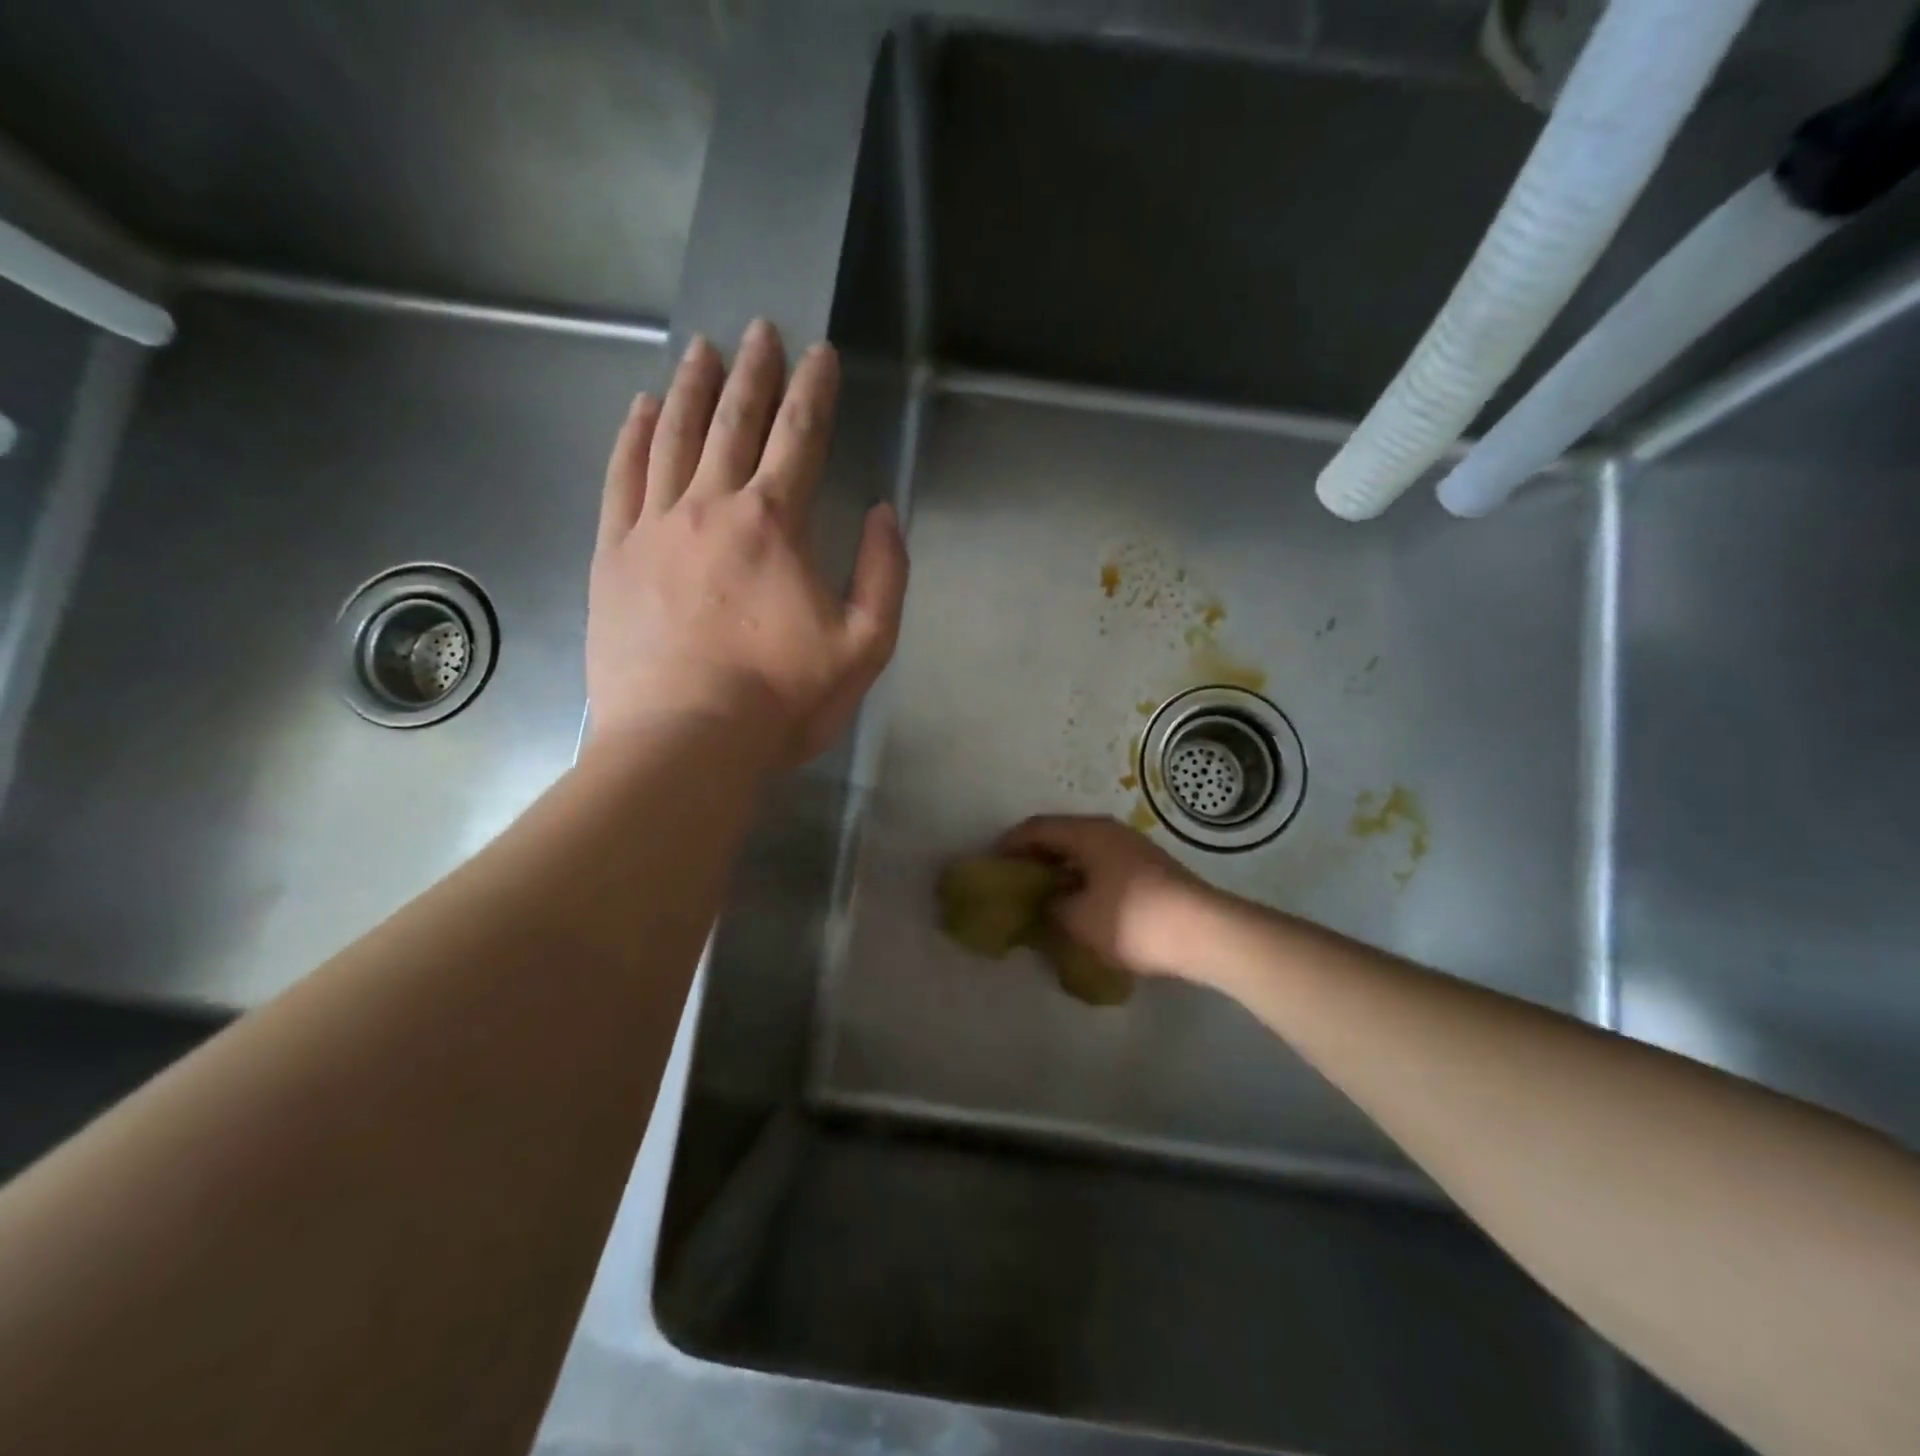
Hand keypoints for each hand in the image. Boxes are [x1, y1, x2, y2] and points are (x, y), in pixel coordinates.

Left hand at [587, 320, 908, 766]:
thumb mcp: (865, 646)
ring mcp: (654, 527)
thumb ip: (884, 573)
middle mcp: (712, 506)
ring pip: (674, 437)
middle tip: (759, 329)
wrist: (684, 743)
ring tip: (702, 349)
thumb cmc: (782, 700)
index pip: (800, 437)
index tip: (820, 352)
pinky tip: (642, 408)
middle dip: (753, 371)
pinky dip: (633, 436)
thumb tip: (881, 512)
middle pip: (735, 422)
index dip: (814, 390)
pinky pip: (622, 478)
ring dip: (693, 388)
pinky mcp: (613, 556)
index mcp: (775, 524)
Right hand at [998, 816, 1219, 981]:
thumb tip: (1043, 903)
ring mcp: (1133, 848)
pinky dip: (1083, 879)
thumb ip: (1049, 907)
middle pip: (1061, 836)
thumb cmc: (1131, 920)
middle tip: (1014, 881)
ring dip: (1061, 870)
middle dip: (1035, 857)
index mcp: (1087, 832)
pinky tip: (1080, 904)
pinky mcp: (1150, 868)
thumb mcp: (1077, 919)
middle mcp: (1109, 831)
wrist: (1203, 932)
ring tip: (1044, 896)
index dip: (1009, 845)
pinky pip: (1103, 865)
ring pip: (1084, 852)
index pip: (1036, 828)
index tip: (991, 864)